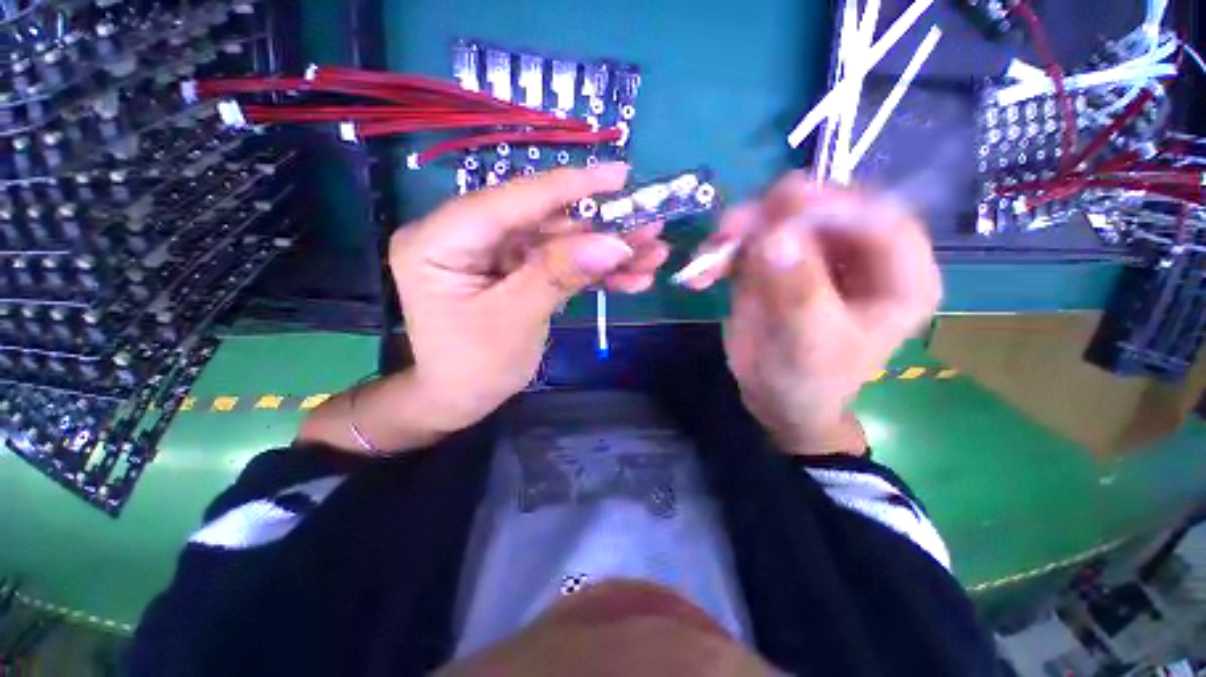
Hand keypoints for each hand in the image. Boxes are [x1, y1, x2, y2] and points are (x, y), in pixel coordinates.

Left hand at [388, 163, 669, 432]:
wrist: (454, 403)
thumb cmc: (470, 369)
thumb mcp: (515, 321)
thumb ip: (559, 275)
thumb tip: (614, 243)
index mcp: (440, 241)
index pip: (512, 200)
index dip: (569, 187)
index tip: (620, 175)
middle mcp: (464, 237)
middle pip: (542, 222)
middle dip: (600, 230)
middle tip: (650, 228)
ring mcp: (492, 257)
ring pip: (556, 245)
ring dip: (604, 254)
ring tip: (651, 258)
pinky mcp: (513, 274)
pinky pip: (554, 267)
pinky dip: (590, 274)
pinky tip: (628, 280)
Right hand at [689, 172, 940, 454]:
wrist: (774, 399)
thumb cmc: (808, 381)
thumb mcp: (809, 344)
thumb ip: (798, 291)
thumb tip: (774, 235)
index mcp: (896, 277)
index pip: (880, 218)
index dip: (833, 205)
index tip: (783, 207)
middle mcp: (858, 255)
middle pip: (823, 208)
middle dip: (773, 214)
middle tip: (730, 228)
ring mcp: (812, 255)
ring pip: (778, 218)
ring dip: (738, 230)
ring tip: (709, 254)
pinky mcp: (775, 261)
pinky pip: (747, 242)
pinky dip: (721, 252)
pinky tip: (701, 274)